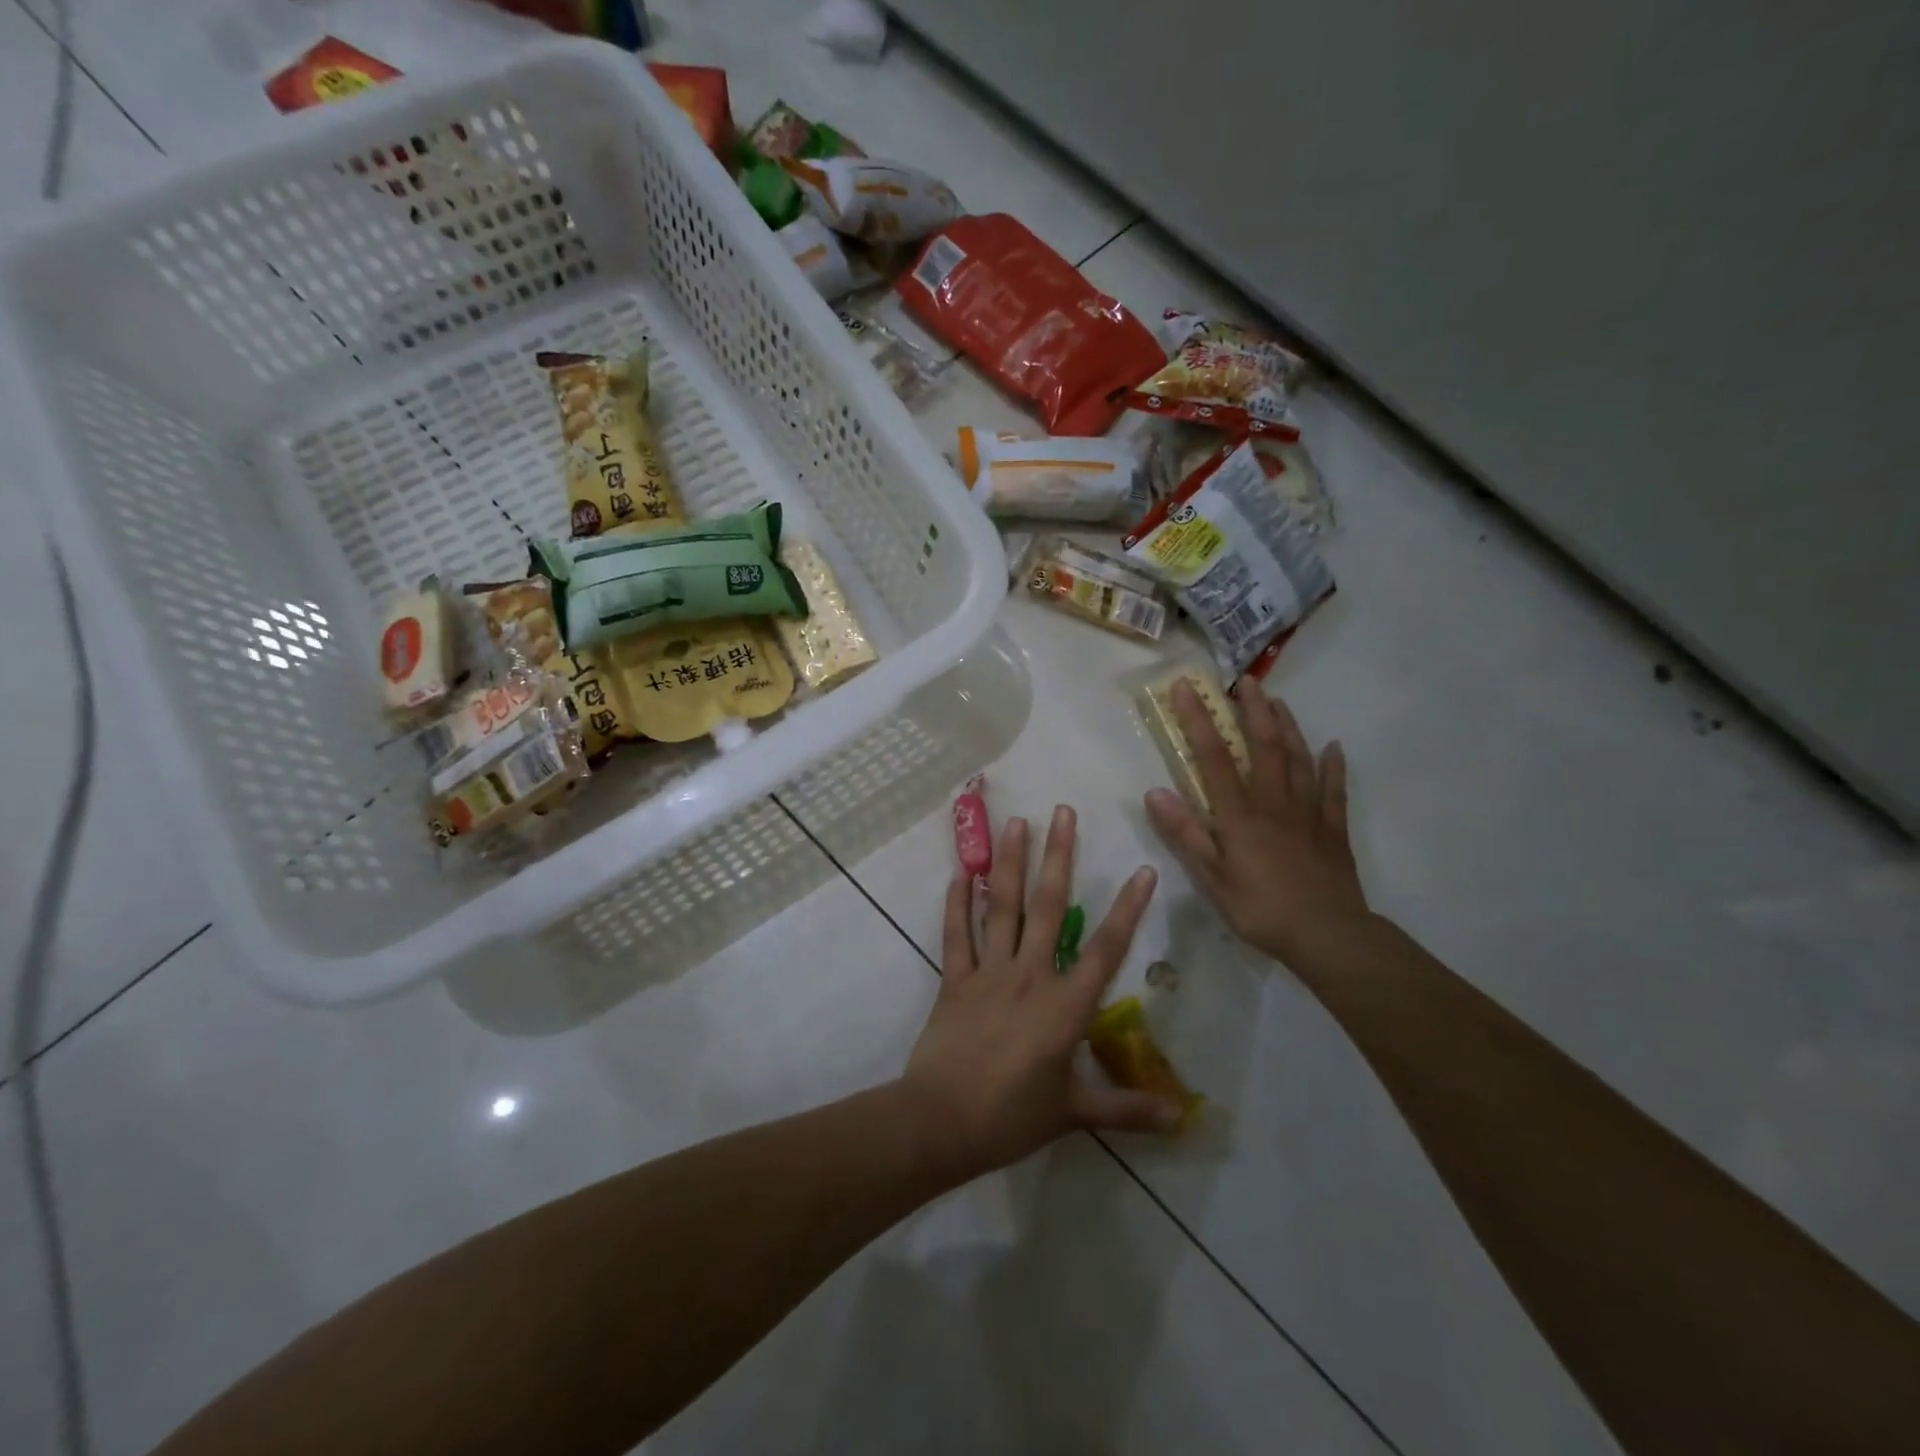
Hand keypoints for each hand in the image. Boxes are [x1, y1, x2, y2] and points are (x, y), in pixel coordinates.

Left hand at [901, 806, 1184, 1182]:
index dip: (1127, 909)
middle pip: (1047, 907)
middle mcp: (1029, 976)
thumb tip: (1182, 1117)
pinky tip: (961, 872)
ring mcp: (988, 973)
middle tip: (1063, 812)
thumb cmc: (1011, 1118)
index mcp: (1065, 1006)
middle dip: (1059, 857)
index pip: (1105, 949)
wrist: (941, 1121)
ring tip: (1017, 823)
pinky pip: (956, 935)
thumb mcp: (1074, 1114)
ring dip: (1009, 863)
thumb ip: (1127, 1109)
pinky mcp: (954, 979)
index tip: (1142, 868)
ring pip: (1001, 908)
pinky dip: (957, 903)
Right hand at [1144, 677, 1370, 970]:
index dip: (1199, 720)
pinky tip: (1334, 747)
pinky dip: (1334, 765)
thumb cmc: (1260, 908)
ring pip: (1299, 758)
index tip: (1187, 688)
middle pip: (1264, 745)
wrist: (1328, 935)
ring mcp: (1308, 812)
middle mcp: (1274, 801)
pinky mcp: (1333, 829)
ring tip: (1277, 701)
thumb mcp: (1210, 878)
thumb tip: (1153, 792)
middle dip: (1252, 710)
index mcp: (1240, 813)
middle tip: (1244, 681)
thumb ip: (1184, 834)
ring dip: (1287, 726)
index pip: (1214, 756)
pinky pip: (1334, 790)